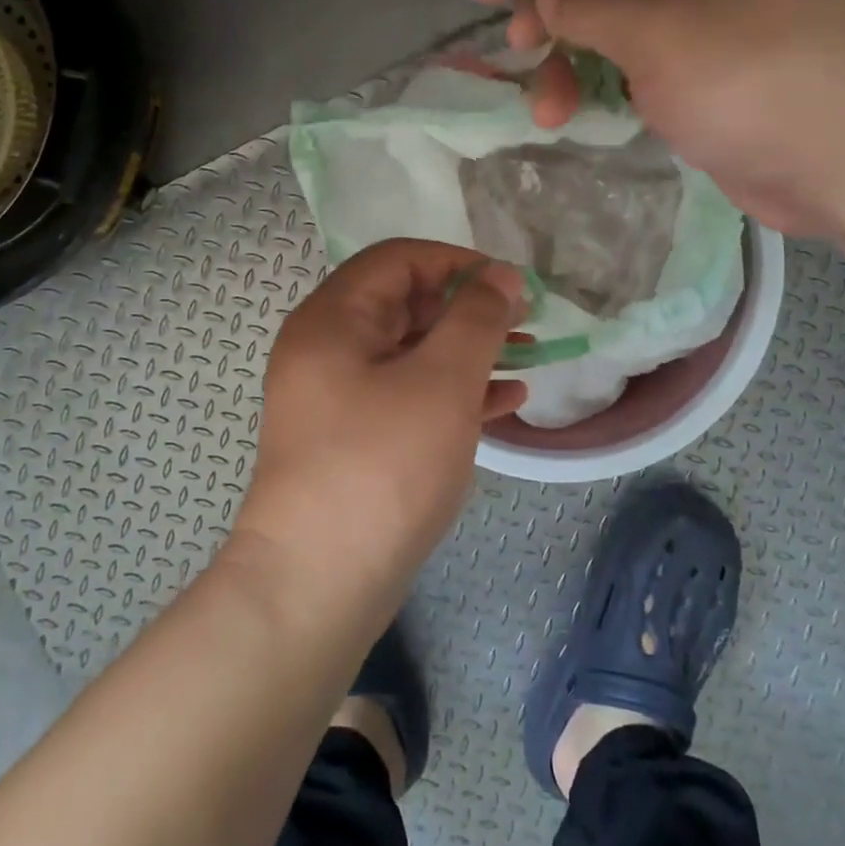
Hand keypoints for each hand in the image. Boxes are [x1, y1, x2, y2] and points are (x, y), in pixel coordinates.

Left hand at [233, 240, 527, 611]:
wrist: (316, 585)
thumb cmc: (382, 466)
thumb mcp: (441, 381)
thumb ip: (476, 318)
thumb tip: (501, 276)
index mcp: (333, 319)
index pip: (399, 260)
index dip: (459, 262)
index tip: (511, 285)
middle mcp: (327, 348)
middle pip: (406, 304)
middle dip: (469, 308)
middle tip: (526, 323)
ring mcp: (337, 397)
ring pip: (411, 352)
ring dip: (469, 350)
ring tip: (527, 359)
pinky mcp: (353, 438)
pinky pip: (407, 395)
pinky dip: (452, 391)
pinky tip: (504, 403)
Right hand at [468, 0, 844, 235]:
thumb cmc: (751, 75)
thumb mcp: (658, 28)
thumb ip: (589, 5)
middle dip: (551, 9)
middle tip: (514, 48)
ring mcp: (706, 30)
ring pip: (617, 30)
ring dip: (572, 63)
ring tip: (546, 110)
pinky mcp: (707, 84)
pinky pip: (638, 72)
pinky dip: (604, 89)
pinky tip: (579, 116)